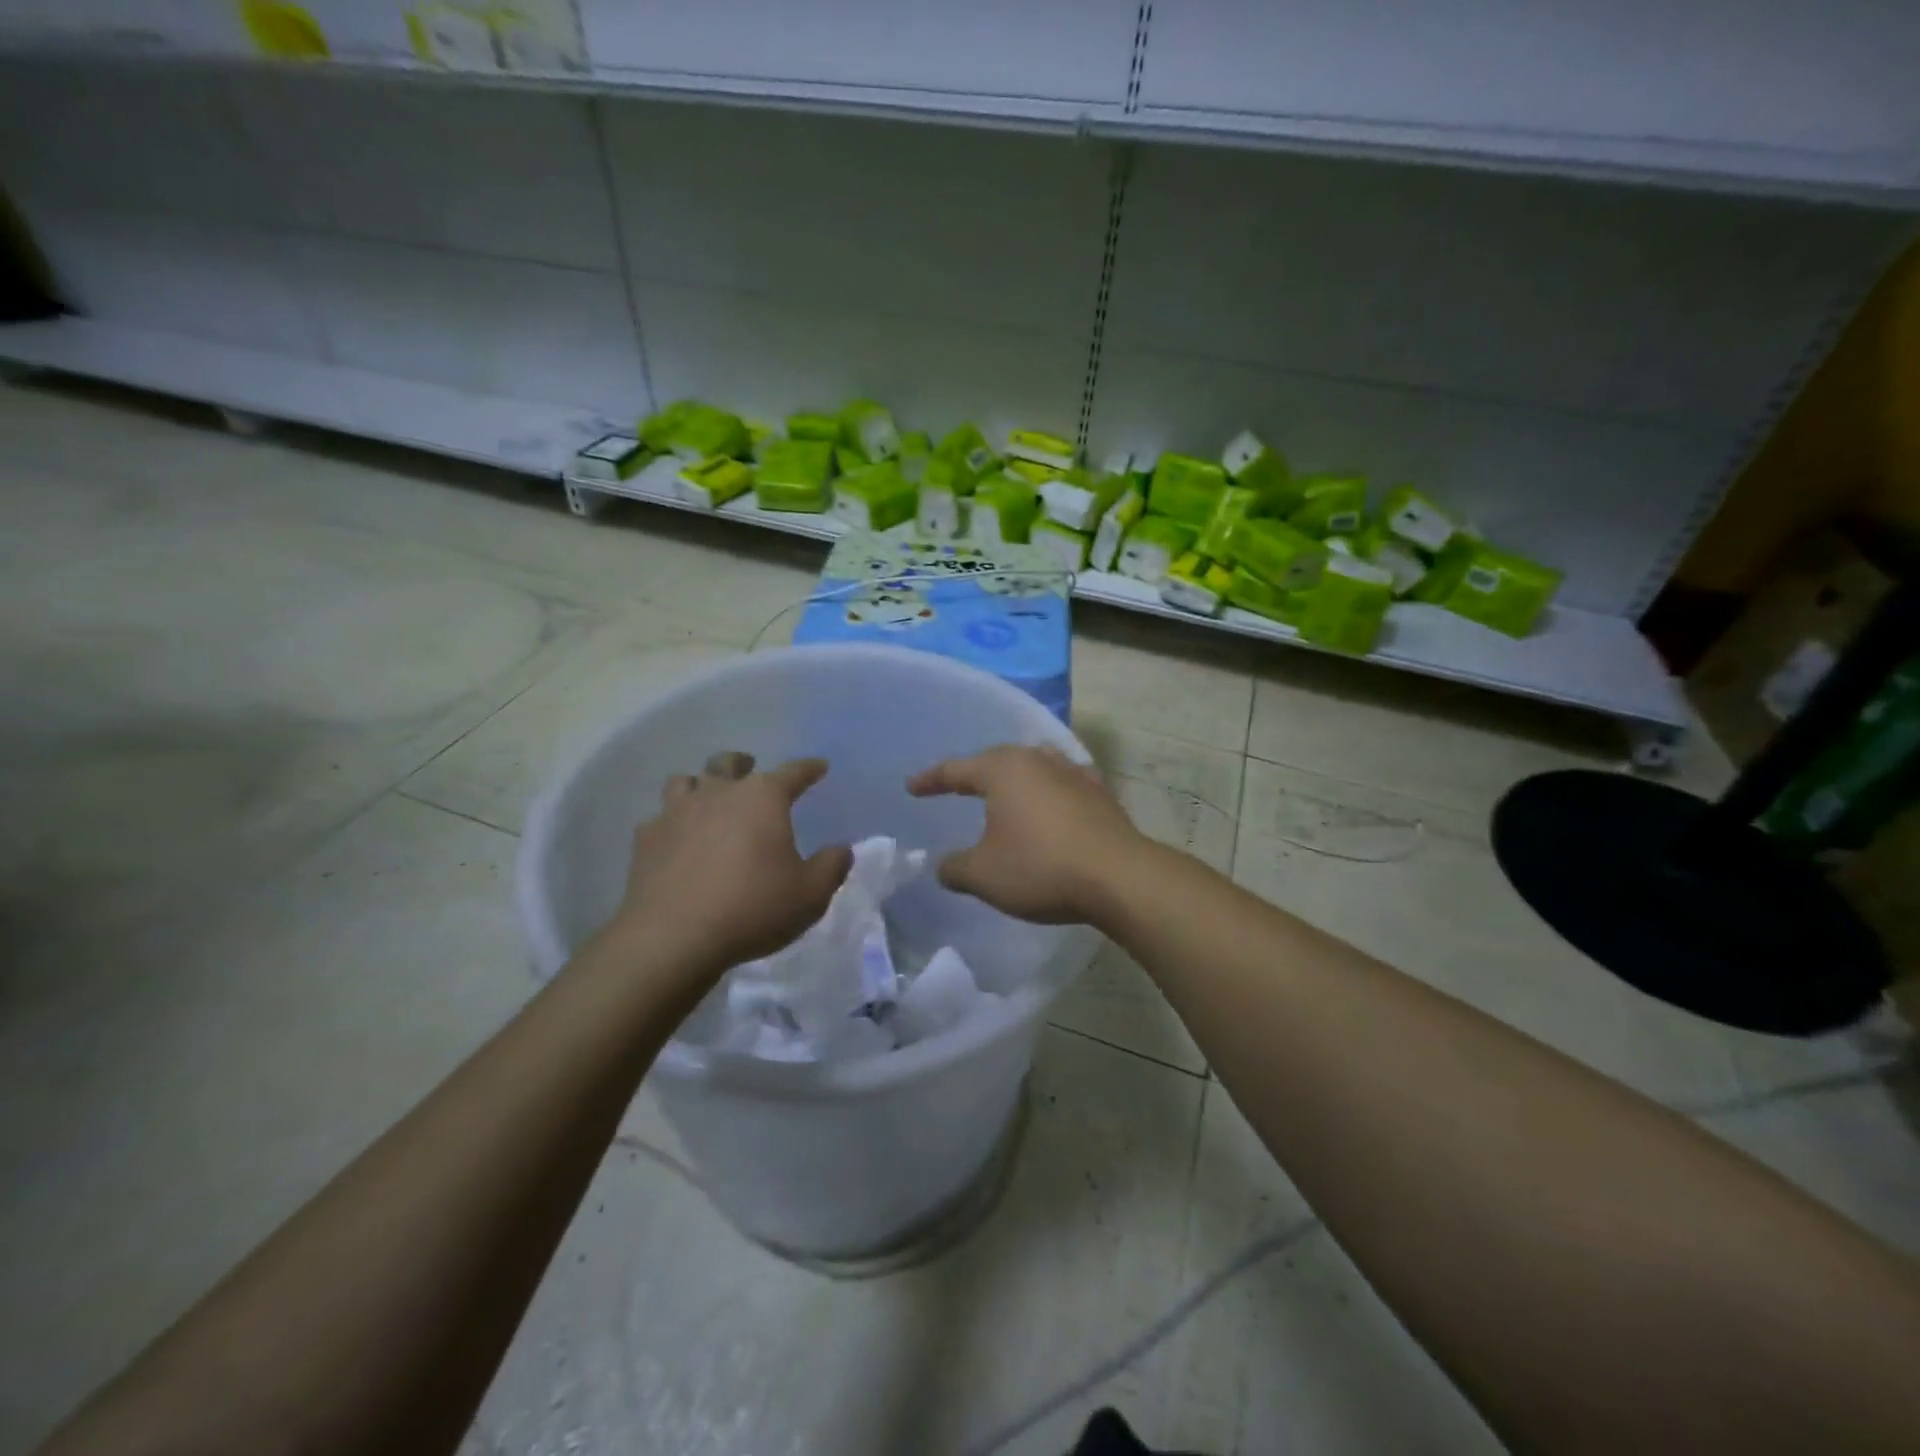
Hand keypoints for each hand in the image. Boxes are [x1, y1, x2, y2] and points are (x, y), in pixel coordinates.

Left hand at [613, 753, 851, 974]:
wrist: (673, 938)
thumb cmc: (752, 908)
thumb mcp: (811, 894)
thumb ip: (832, 866)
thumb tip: (842, 849)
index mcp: (763, 798)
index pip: (793, 772)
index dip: (809, 768)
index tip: (819, 767)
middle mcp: (718, 793)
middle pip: (728, 763)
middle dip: (743, 764)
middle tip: (750, 771)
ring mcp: (676, 813)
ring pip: (685, 781)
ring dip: (700, 785)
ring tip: (708, 799)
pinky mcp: (645, 840)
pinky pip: (659, 818)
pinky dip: (672, 823)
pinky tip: (676, 840)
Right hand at [906, 744, 1145, 923]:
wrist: (1118, 877)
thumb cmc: (1040, 868)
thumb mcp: (984, 876)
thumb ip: (955, 868)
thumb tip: (944, 866)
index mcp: (1003, 770)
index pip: (956, 769)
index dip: (931, 780)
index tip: (912, 788)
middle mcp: (1037, 760)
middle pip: (997, 760)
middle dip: (974, 773)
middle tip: (956, 786)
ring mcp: (1073, 773)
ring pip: (1034, 764)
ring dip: (1015, 776)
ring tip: (1005, 788)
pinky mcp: (1100, 792)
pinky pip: (1064, 782)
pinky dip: (1050, 789)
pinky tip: (1054, 798)